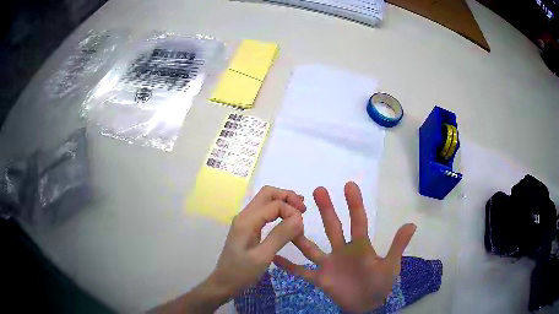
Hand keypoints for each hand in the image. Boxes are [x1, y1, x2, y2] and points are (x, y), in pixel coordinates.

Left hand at [211, 185, 306, 295]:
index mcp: (247, 221)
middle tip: (304, 209)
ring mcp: (245, 221)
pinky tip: (287, 220)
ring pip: (266, 201)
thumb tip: (299, 218)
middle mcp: (244, 215)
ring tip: (300, 211)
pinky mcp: (247, 228)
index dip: (291, 210)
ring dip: (283, 202)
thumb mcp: (263, 256)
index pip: (274, 204)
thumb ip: (280, 236)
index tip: (302, 226)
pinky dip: (278, 211)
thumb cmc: (242, 272)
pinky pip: (264, 212)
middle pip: (267, 194)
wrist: (224, 282)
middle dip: (287, 197)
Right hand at [274, 182, 415, 312]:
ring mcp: (328, 264)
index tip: (349, 185)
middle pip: (333, 227)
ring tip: (289, 220)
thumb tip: (412, 224)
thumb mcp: (391, 266)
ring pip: (312, 247)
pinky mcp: (319, 279)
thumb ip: (398, 246)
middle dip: (327, 209)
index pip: (357, 221)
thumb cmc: (379, 284)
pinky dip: (289, 266)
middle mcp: (341, 251)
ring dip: (301, 235)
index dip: (355, 204)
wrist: (366, 305)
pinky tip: (274, 257)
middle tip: (318, 190)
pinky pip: (301, 271)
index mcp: (360, 247)